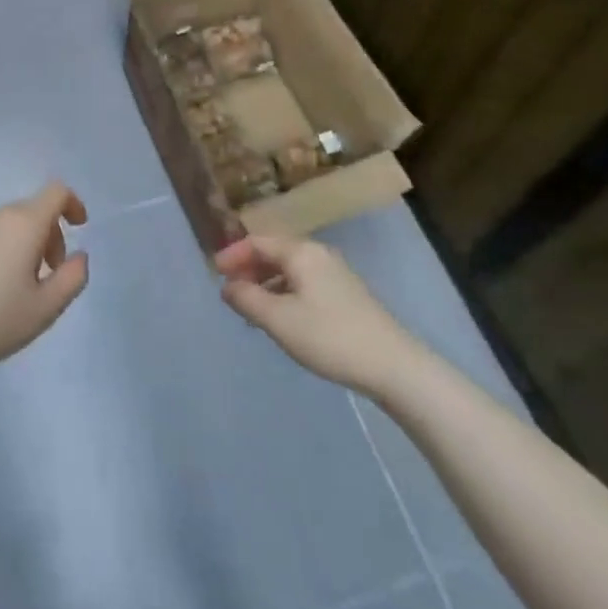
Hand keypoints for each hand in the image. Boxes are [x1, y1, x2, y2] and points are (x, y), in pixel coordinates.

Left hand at [0, 183, 89, 376]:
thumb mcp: (46, 308)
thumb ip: (73, 277)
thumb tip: (79, 256)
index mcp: (23, 224)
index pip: (56, 192)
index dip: (73, 203)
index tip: (78, 227)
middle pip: (30, 210)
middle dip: (47, 234)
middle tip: (47, 273)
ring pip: (3, 224)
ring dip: (18, 243)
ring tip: (13, 284)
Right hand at [215, 235, 417, 391]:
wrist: (393, 365)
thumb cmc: (329, 337)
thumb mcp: (278, 320)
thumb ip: (247, 299)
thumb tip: (226, 286)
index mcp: (301, 252)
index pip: (258, 242)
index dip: (233, 255)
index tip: (214, 273)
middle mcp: (318, 254)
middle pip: (274, 252)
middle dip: (248, 268)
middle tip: (229, 291)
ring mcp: (335, 274)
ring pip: (290, 269)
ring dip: (266, 283)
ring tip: (250, 308)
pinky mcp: (346, 294)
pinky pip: (304, 283)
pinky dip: (284, 292)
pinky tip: (281, 317)